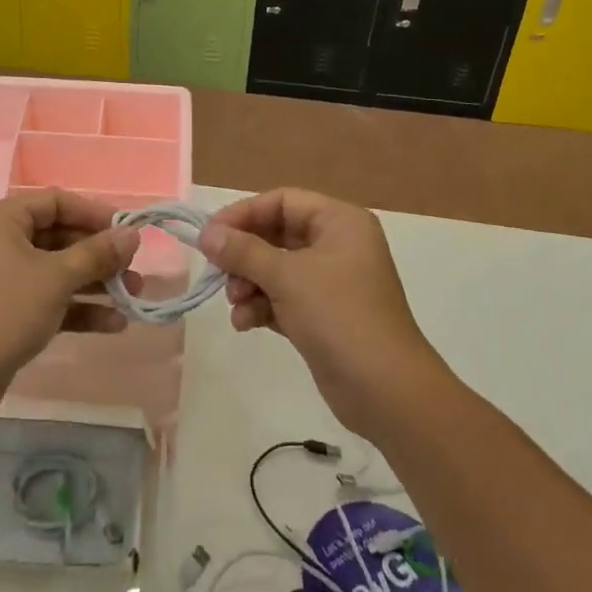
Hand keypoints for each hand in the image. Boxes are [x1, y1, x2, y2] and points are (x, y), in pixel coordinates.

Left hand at [0, 190, 140, 420]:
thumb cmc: (5, 310)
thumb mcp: (56, 278)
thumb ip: (97, 253)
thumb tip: (132, 234)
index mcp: (4, 219)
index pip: (56, 202)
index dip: (94, 213)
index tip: (128, 231)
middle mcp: (2, 241)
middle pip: (60, 237)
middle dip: (100, 254)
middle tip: (134, 268)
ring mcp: (5, 278)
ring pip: (59, 270)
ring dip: (96, 283)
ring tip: (133, 297)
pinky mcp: (10, 311)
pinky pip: (51, 299)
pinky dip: (78, 308)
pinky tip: (113, 324)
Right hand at [199, 189, 442, 436]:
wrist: (385, 390)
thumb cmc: (338, 315)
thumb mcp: (286, 277)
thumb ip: (242, 251)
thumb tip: (206, 234)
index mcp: (339, 222)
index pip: (283, 201)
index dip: (244, 213)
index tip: (211, 234)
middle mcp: (337, 245)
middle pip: (277, 235)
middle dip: (245, 254)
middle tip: (217, 270)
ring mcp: (331, 283)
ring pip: (276, 269)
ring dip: (249, 283)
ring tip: (235, 303)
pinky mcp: (323, 316)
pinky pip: (283, 298)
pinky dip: (262, 306)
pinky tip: (245, 323)